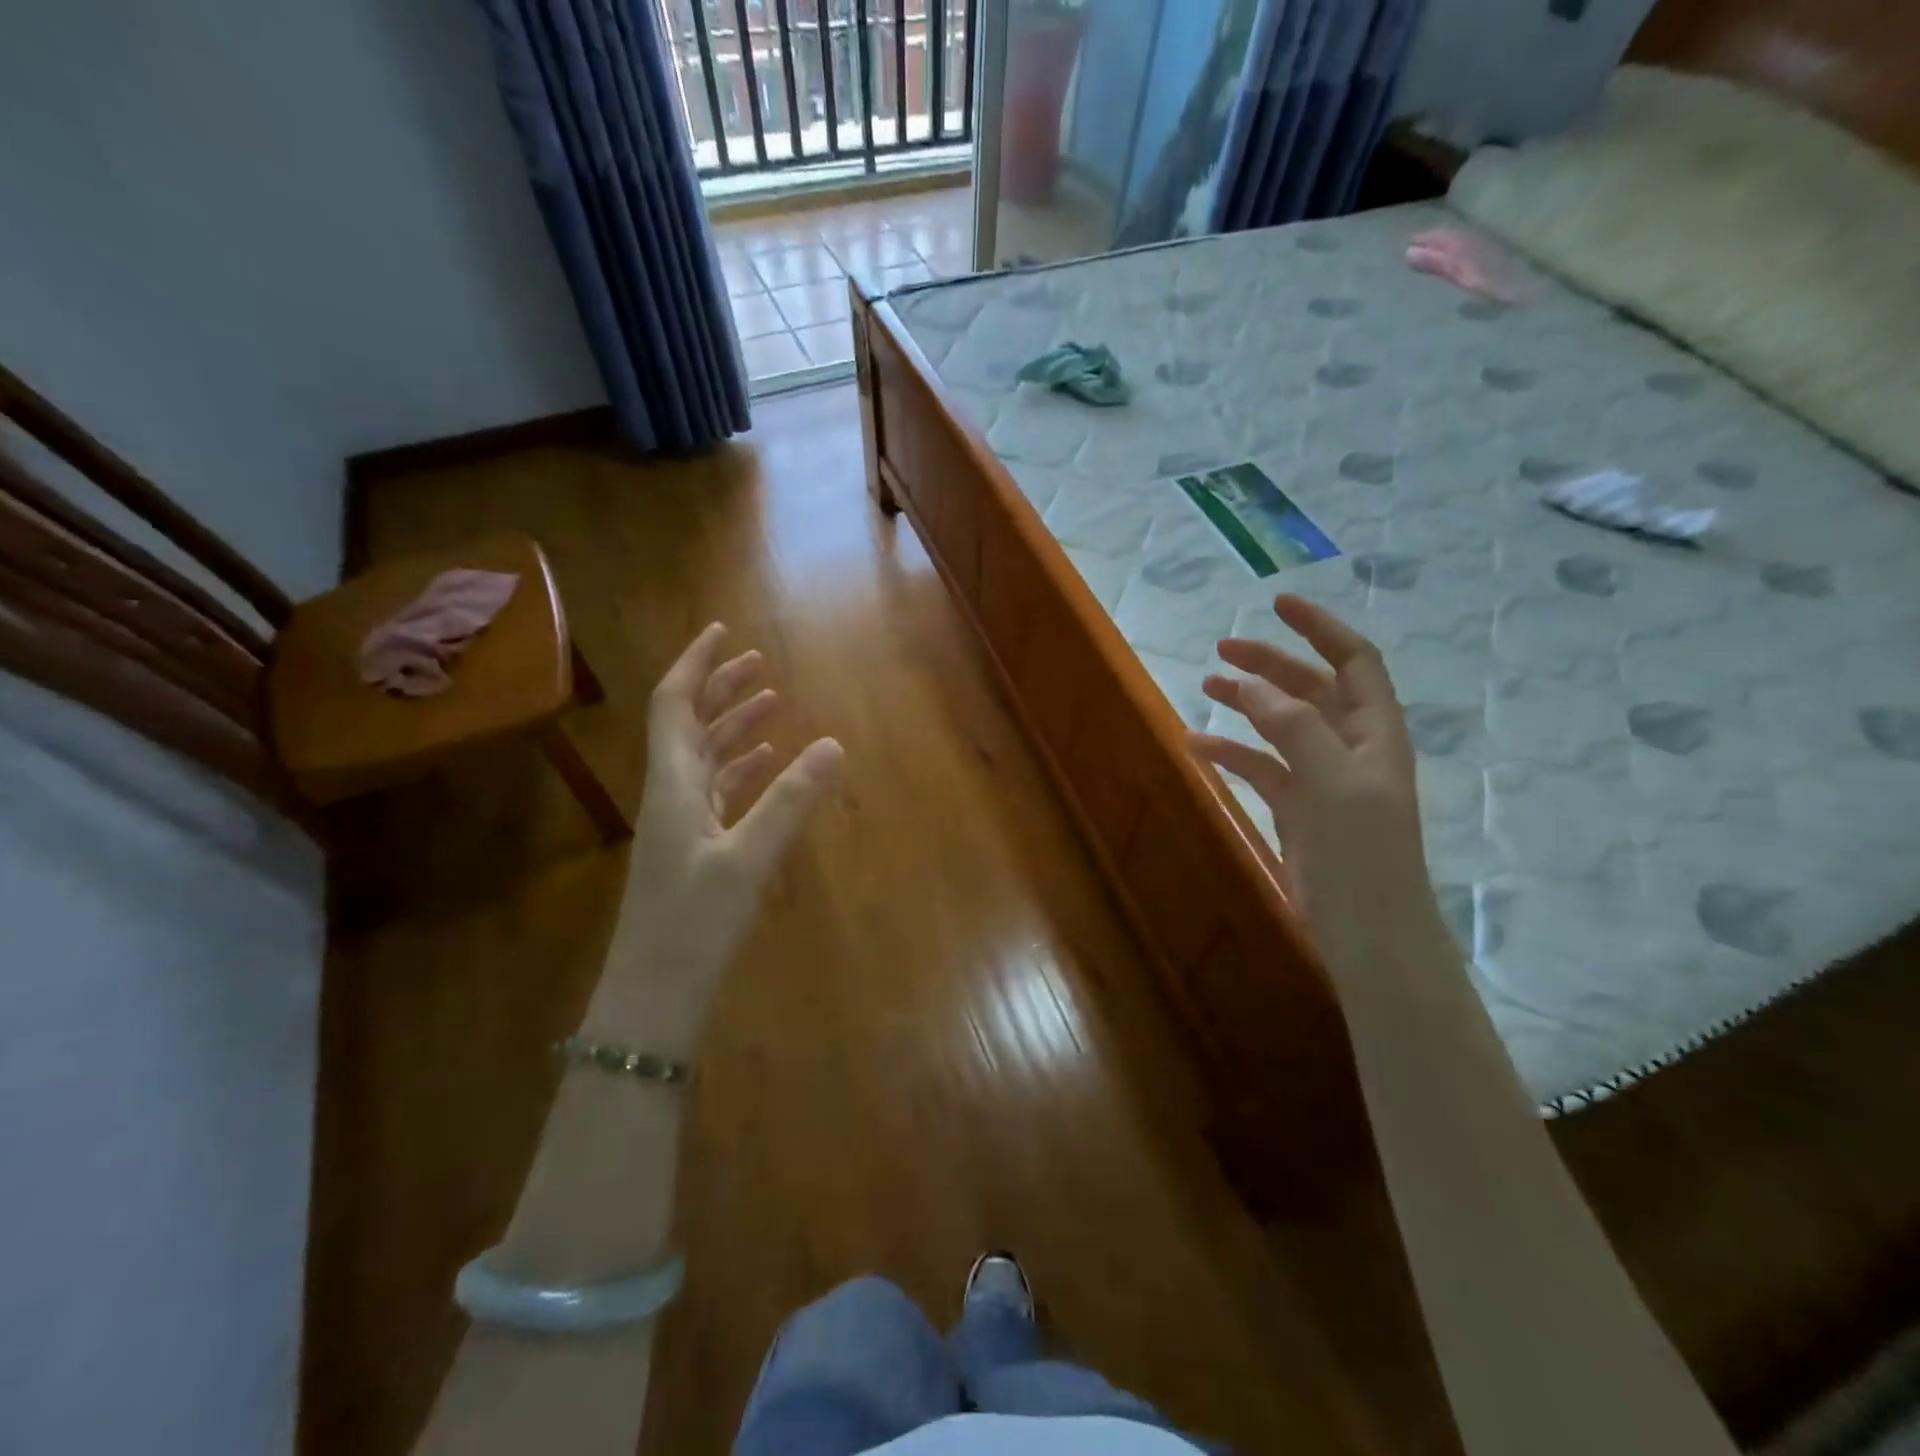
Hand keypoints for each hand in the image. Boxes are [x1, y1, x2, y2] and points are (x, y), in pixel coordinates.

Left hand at [614, 623, 841, 1032]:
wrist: (655, 993)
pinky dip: (742, 769)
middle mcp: (672, 793)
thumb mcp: (748, 857)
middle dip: (721, 689)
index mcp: (673, 783)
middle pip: (691, 724)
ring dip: (734, 726)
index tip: (722, 631)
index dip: (695, 663)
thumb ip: (791, 799)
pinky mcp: (696, 849)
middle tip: (759, 663)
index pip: (674, 704)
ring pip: (707, 757)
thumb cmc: (694, 922)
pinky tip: (766, 764)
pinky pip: (719, 791)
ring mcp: (682, 823)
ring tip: (771, 703)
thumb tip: (834, 744)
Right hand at [1188, 595, 1441, 968]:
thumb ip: (1294, 727)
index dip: (1319, 628)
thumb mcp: (1333, 781)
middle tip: (1222, 649)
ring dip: (1247, 703)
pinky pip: (1260, 767)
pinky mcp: (1296, 808)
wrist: (1367, 930)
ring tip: (1205, 686)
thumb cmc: (1362, 852)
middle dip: (1270, 664)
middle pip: (1310, 688)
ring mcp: (1321, 778)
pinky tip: (1197, 746)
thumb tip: (1253, 684)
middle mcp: (1350, 747)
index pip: (1353, 661)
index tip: (1277, 604)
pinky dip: (1231, 752)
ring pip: (1280, 725)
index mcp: (1374, 732)